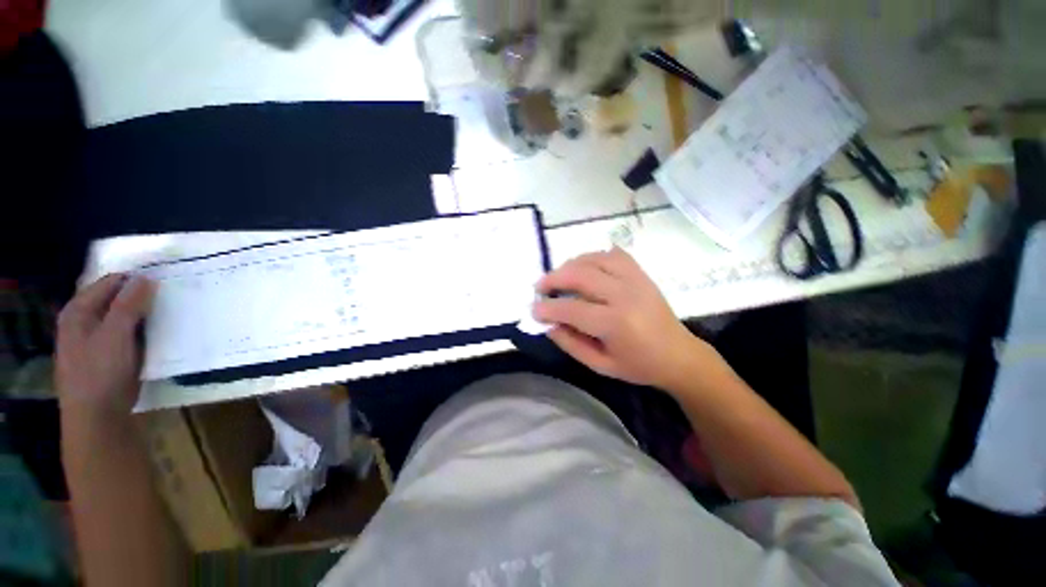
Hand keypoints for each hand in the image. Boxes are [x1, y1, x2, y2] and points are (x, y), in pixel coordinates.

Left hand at [56, 274, 153, 414]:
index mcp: (78, 311)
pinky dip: (140, 331)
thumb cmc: (100, 372)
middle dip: (139, 297)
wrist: (97, 417)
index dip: (135, 280)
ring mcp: (93, 340)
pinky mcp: (107, 356)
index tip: (164, 281)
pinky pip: (125, 335)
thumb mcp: (115, 335)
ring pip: (121, 318)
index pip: (109, 283)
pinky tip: (155, 335)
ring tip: (167, 314)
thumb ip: (128, 304)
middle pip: (114, 300)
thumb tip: (145, 277)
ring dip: (142, 315)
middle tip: (169, 297)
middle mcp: (82, 322)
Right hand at [532, 248, 710, 388]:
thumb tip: (549, 324)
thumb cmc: (639, 365)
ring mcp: (635, 280)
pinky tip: (585, 267)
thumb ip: (571, 344)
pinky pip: (614, 255)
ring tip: (559, 276)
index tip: (533, 310)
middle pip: (581, 275)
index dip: (548, 308)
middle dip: (554, 278)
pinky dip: (594, 257)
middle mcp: (625, 295)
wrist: (679, 355)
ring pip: (595, 258)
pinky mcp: (641, 274)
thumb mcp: (601, 365)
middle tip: (540, 287)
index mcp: (616, 323)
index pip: (572, 309)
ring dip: (571, 264)